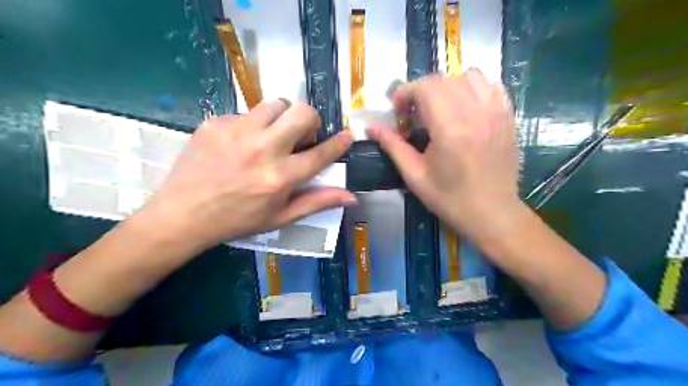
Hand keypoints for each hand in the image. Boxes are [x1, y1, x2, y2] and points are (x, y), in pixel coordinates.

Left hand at [139, 99, 353, 251]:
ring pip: (276, 104)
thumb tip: (352, 196)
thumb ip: (317, 202)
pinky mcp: (216, 122)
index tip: (347, 136)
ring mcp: (237, 132)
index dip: (339, 143)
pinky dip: (254, 124)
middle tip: (302, 136)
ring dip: (283, 117)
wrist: (183, 214)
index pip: (321, 153)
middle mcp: (263, 149)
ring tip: (273, 135)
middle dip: (311, 121)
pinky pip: (247, 112)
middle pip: (303, 112)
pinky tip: (242, 143)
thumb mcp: (281, 216)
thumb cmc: (237, 220)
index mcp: (280, 177)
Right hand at [368, 68, 518, 238]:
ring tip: (440, 108)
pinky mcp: (508, 117)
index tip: (398, 111)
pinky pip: (491, 86)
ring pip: (469, 76)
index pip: (425, 87)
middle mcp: (476, 113)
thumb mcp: (415, 176)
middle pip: (443, 79)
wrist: (492, 214)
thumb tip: (371, 128)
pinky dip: (473, 89)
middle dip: (422, 90)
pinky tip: (465, 109)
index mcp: (450, 129)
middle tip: (414, 114)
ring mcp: (497, 112)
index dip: (405, 93)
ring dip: (448, 86)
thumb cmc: (450, 199)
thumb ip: (393, 146)